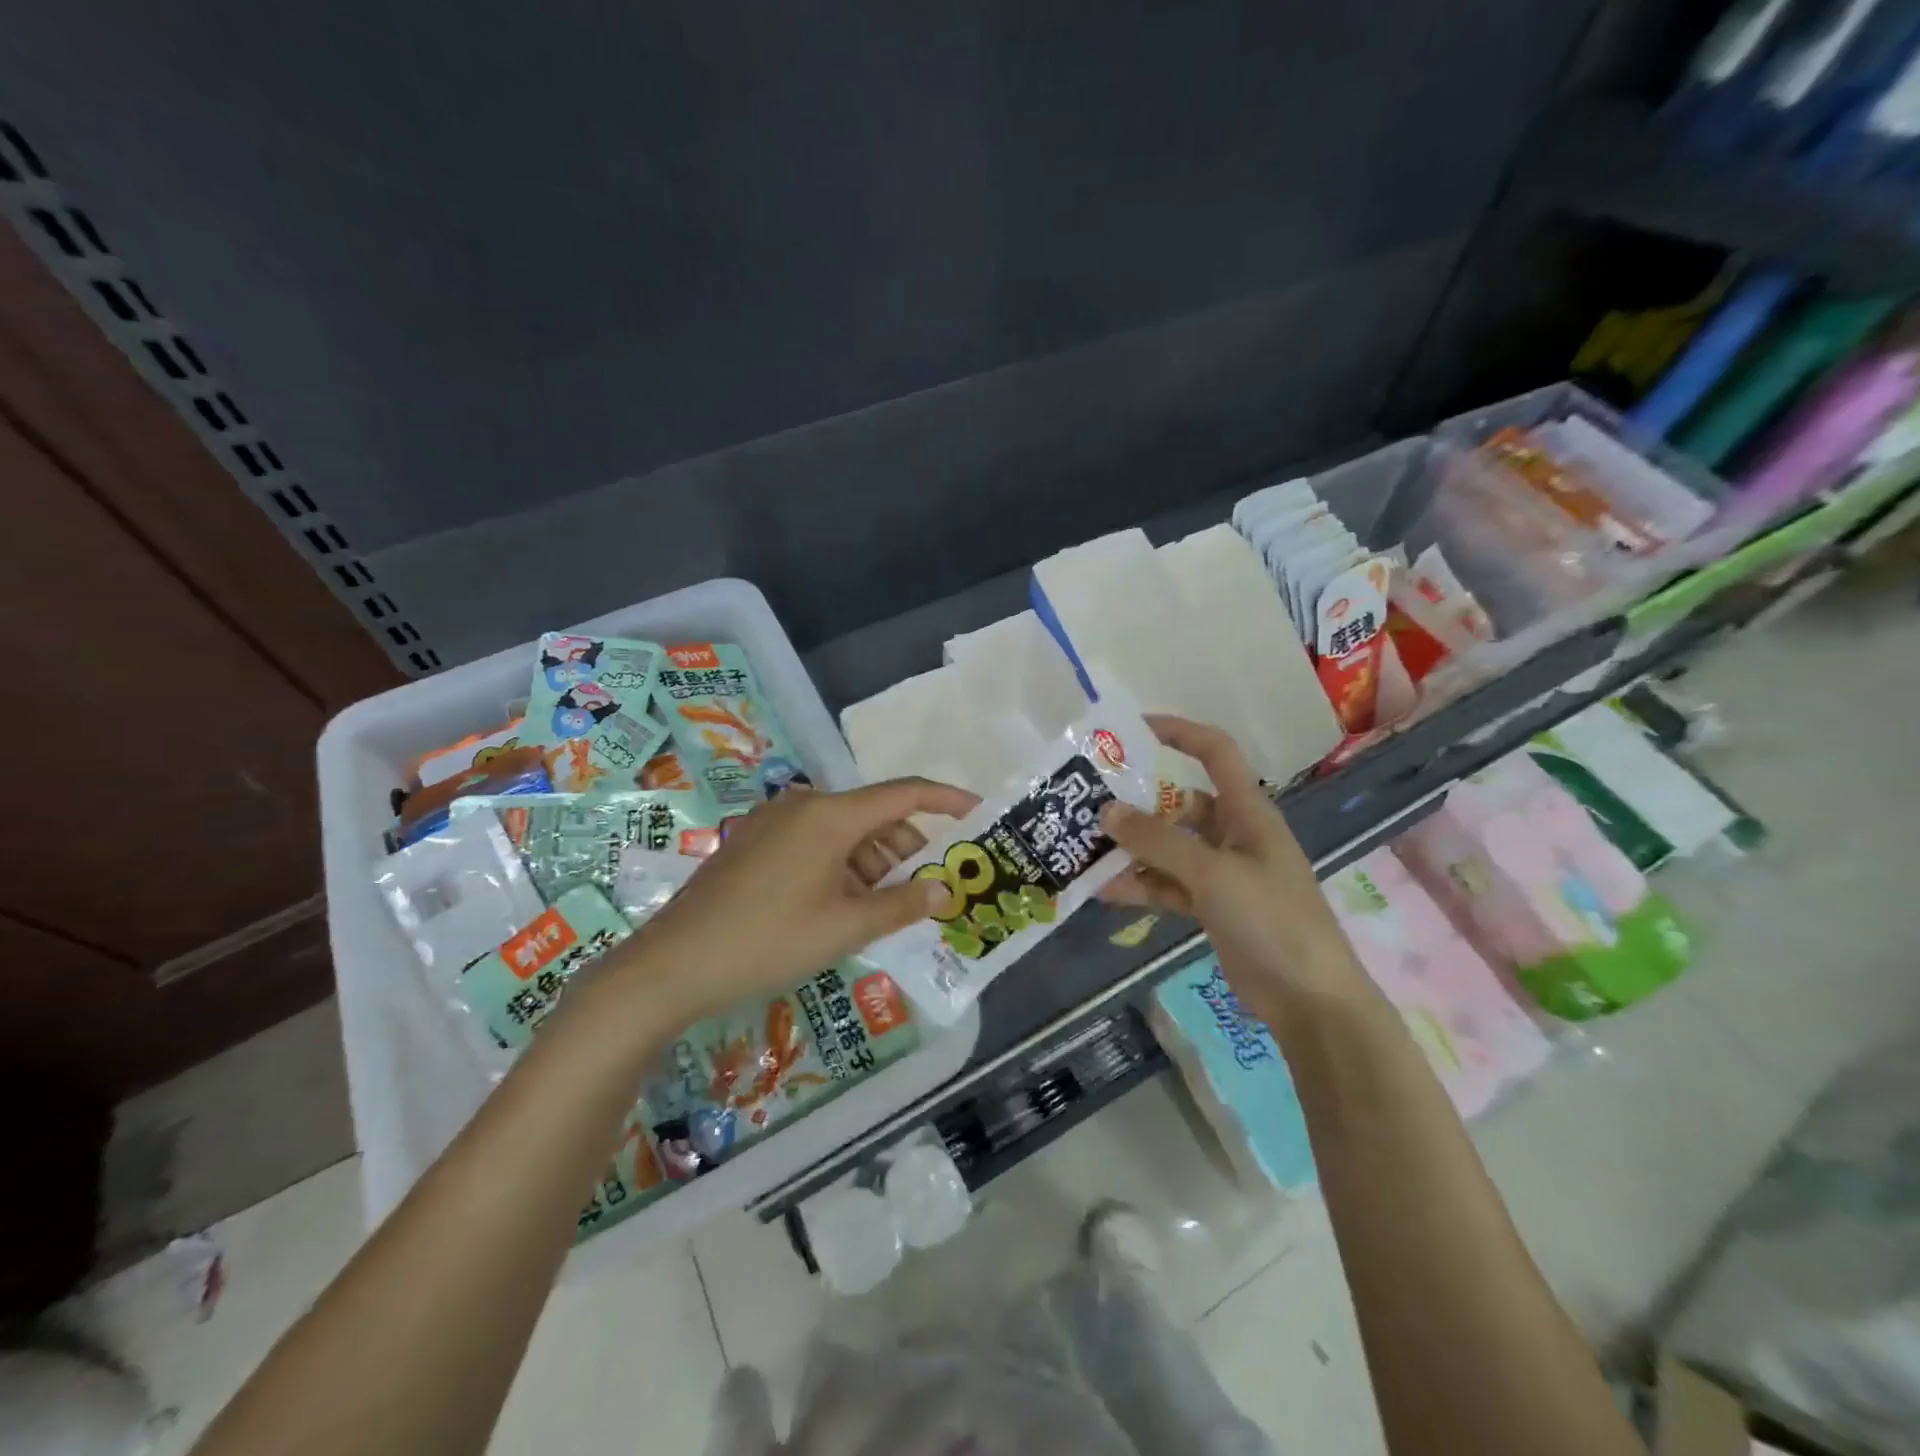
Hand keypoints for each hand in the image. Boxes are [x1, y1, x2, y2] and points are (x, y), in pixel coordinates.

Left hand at [619, 778, 978, 1019]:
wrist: (674, 964)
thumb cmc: (770, 940)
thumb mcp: (845, 927)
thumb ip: (902, 905)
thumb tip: (944, 891)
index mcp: (831, 814)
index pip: (904, 793)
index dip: (945, 800)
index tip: (977, 814)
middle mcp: (805, 805)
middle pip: (874, 816)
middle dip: (905, 850)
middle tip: (925, 893)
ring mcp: (775, 822)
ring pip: (844, 832)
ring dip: (871, 864)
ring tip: (880, 911)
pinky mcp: (755, 842)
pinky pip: (815, 843)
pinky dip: (841, 867)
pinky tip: (841, 907)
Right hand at [1099, 714, 1364, 1018]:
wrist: (1309, 999)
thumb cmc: (1272, 919)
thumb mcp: (1213, 874)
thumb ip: (1159, 841)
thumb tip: (1107, 811)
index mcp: (1248, 811)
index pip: (1215, 753)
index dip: (1179, 732)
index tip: (1132, 730)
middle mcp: (1234, 834)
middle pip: (1180, 804)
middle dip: (1137, 804)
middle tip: (1089, 804)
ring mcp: (1222, 872)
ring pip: (1169, 848)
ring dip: (1133, 849)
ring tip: (1085, 848)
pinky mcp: (1212, 906)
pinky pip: (1168, 885)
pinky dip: (1140, 885)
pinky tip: (1103, 890)